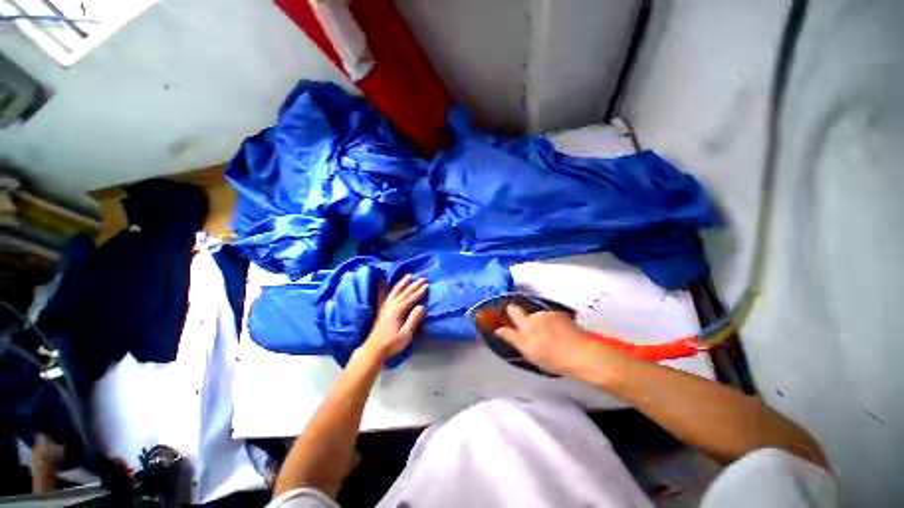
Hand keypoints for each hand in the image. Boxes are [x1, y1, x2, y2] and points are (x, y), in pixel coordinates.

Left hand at [362, 274, 427, 359]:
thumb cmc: (392, 344)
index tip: (427, 285)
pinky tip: (389, 283)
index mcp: (397, 311)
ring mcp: (385, 307)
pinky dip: (389, 288)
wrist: (374, 349)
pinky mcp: (382, 309)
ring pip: (395, 291)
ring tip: (409, 276)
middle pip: (404, 293)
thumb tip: (421, 306)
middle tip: (422, 278)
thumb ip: (413, 319)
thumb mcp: (406, 334)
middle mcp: (391, 306)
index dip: (419, 292)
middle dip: (414, 285)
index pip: (411, 299)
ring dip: (402, 283)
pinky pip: (386, 295)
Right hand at [495, 305, 594, 376]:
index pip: (512, 309)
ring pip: (540, 316)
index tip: (511, 321)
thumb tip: (498, 329)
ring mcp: (551, 313)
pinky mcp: (563, 315)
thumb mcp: (529, 352)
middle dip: (528, 323)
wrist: (585, 355)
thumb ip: (512, 338)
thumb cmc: (554, 358)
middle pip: (527, 314)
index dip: (510, 313)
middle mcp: (537, 315)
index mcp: (527, 324)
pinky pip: (551, 317)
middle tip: (535, 338)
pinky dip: (552, 324)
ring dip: (541, 324)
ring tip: (550, 339)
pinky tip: (560, 335)